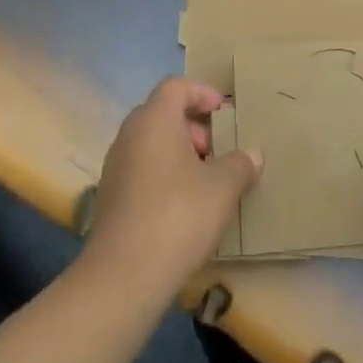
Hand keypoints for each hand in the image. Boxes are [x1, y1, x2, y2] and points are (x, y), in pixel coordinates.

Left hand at [84, 78, 261, 291]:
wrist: (125, 274)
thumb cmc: (179, 215)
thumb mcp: (223, 187)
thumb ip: (240, 164)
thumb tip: (251, 155)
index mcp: (154, 121)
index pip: (175, 87)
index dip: (202, 93)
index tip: (225, 114)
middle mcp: (129, 136)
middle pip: (162, 113)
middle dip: (194, 126)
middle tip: (219, 150)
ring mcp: (115, 167)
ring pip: (151, 144)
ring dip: (180, 153)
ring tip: (208, 179)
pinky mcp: (111, 197)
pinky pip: (142, 169)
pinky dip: (165, 174)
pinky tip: (187, 205)